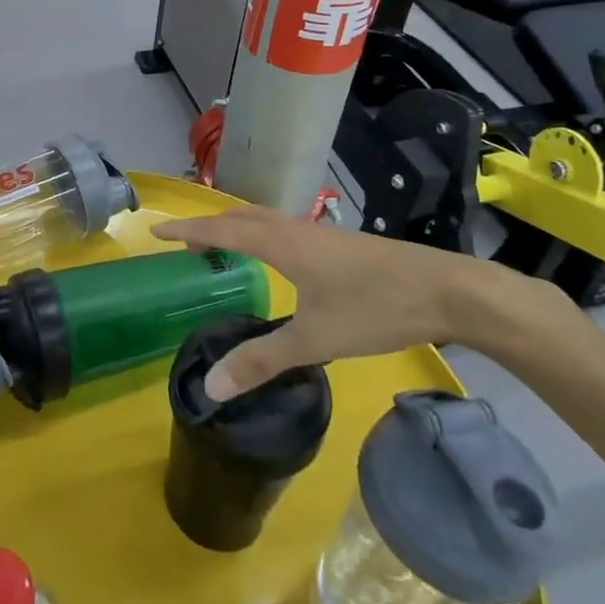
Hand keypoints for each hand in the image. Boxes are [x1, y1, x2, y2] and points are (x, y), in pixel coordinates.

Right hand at [151, 206, 545, 400]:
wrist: (448, 290)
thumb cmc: (374, 308)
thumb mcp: (314, 339)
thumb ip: (261, 361)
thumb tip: (210, 386)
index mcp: (281, 243)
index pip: (221, 230)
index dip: (187, 231)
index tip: (156, 230)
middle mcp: (296, 230)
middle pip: (241, 217)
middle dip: (210, 227)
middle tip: (186, 245)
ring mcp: (321, 236)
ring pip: (266, 222)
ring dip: (238, 229)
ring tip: (223, 250)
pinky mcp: (341, 246)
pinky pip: (285, 232)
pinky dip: (263, 237)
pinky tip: (278, 264)